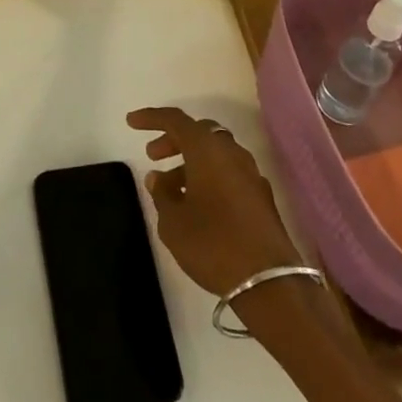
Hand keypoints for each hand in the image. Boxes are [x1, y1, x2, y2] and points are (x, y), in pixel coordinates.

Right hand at [127, 106, 304, 298]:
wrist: (270, 283)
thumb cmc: (213, 244)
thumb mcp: (173, 222)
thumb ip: (162, 194)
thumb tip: (158, 177)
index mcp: (207, 149)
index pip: (175, 120)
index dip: (151, 118)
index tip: (131, 122)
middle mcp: (231, 152)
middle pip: (199, 132)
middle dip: (173, 139)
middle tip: (152, 155)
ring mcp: (251, 173)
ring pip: (215, 153)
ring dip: (191, 161)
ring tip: (171, 187)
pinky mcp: (261, 196)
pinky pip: (228, 172)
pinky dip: (209, 176)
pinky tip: (197, 203)